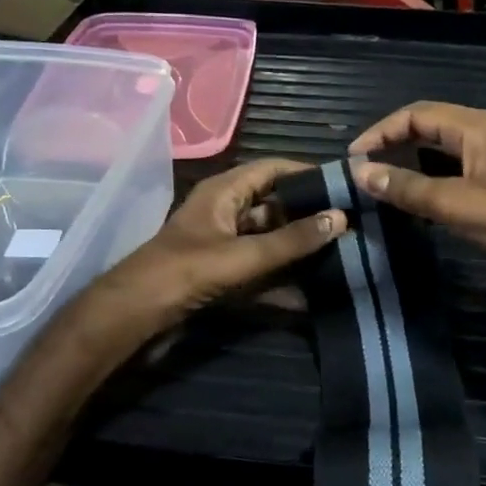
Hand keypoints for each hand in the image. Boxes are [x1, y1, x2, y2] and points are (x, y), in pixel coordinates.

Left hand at [96, 159, 345, 334]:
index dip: (307, 173)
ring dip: (298, 251)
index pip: (272, 169)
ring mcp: (222, 245)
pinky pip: (259, 271)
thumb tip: (341, 218)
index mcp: (223, 192)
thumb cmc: (184, 273)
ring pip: (269, 241)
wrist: (133, 317)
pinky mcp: (221, 274)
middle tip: (352, 225)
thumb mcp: (242, 255)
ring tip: (342, 256)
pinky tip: (312, 295)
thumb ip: (292, 240)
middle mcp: (225, 212)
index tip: (344, 185)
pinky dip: (282, 281)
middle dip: (309, 216)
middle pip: (274, 206)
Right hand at [348, 103, 485, 286]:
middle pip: (426, 130)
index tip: (352, 159)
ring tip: (377, 185)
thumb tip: (359, 172)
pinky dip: (425, 184)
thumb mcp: (461, 204)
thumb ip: (410, 188)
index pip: (416, 115)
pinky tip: (411, 204)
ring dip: (407, 165)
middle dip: (391, 144)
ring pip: (437, 155)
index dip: (381, 131)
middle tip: (360, 171)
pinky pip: (449, 178)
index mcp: (477, 128)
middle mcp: (482, 139)